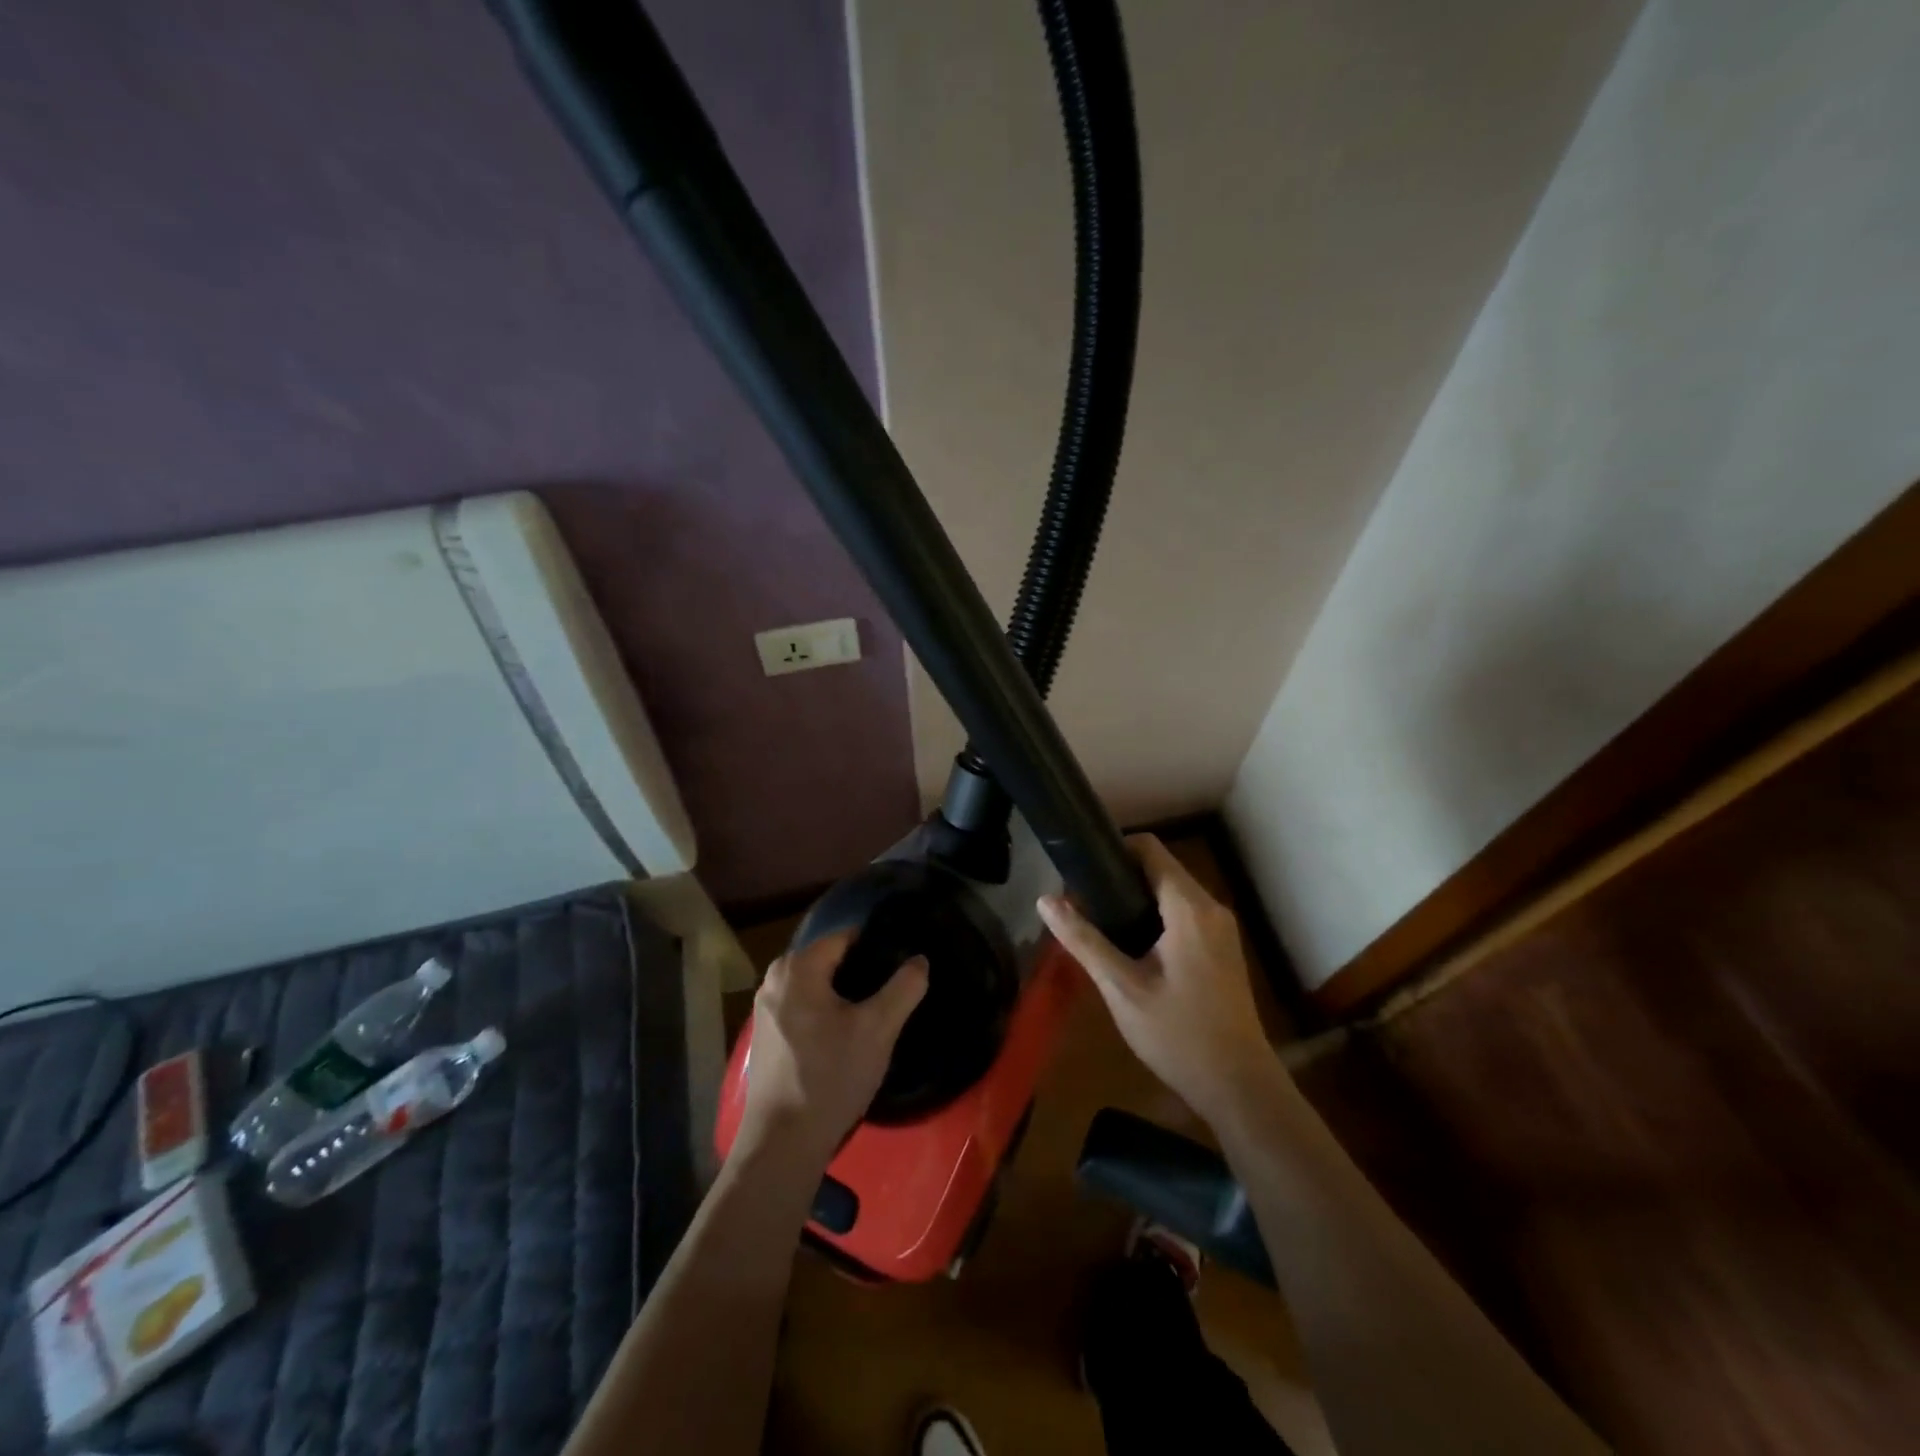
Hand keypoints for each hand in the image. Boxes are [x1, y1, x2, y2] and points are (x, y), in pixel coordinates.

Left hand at [736, 932, 928, 1166]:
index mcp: (797, 967)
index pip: (846, 938)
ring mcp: (764, 1009)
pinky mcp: (764, 1036)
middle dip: (861, 973)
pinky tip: (844, 1039)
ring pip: (816, 986)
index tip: (901, 967)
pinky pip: (803, 1008)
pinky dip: (824, 1014)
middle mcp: (774, 978)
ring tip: (874, 1015)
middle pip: (830, 961)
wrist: (783, 1143)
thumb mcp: (879, 1029)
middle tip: (891, 995)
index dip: (877, 948)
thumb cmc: (831, 1076)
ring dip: (844, 996)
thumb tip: (919, 960)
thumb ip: (904, 987)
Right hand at [1039, 835, 1280, 1125]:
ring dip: (1137, 897)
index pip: (1150, 849)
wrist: (1239, 1087)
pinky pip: (1184, 912)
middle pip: (1161, 867)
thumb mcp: (1121, 988)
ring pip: (1172, 891)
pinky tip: (1131, 945)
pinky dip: (1156, 914)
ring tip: (1099, 921)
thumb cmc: (1178, 1035)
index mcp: (1189, 908)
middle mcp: (1210, 908)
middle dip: (1120, 876)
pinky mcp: (1222, 948)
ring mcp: (1221, 929)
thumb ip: (1084, 940)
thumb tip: (1045, 900)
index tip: (1081, 869)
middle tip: (1082, 900)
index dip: (1113, 849)